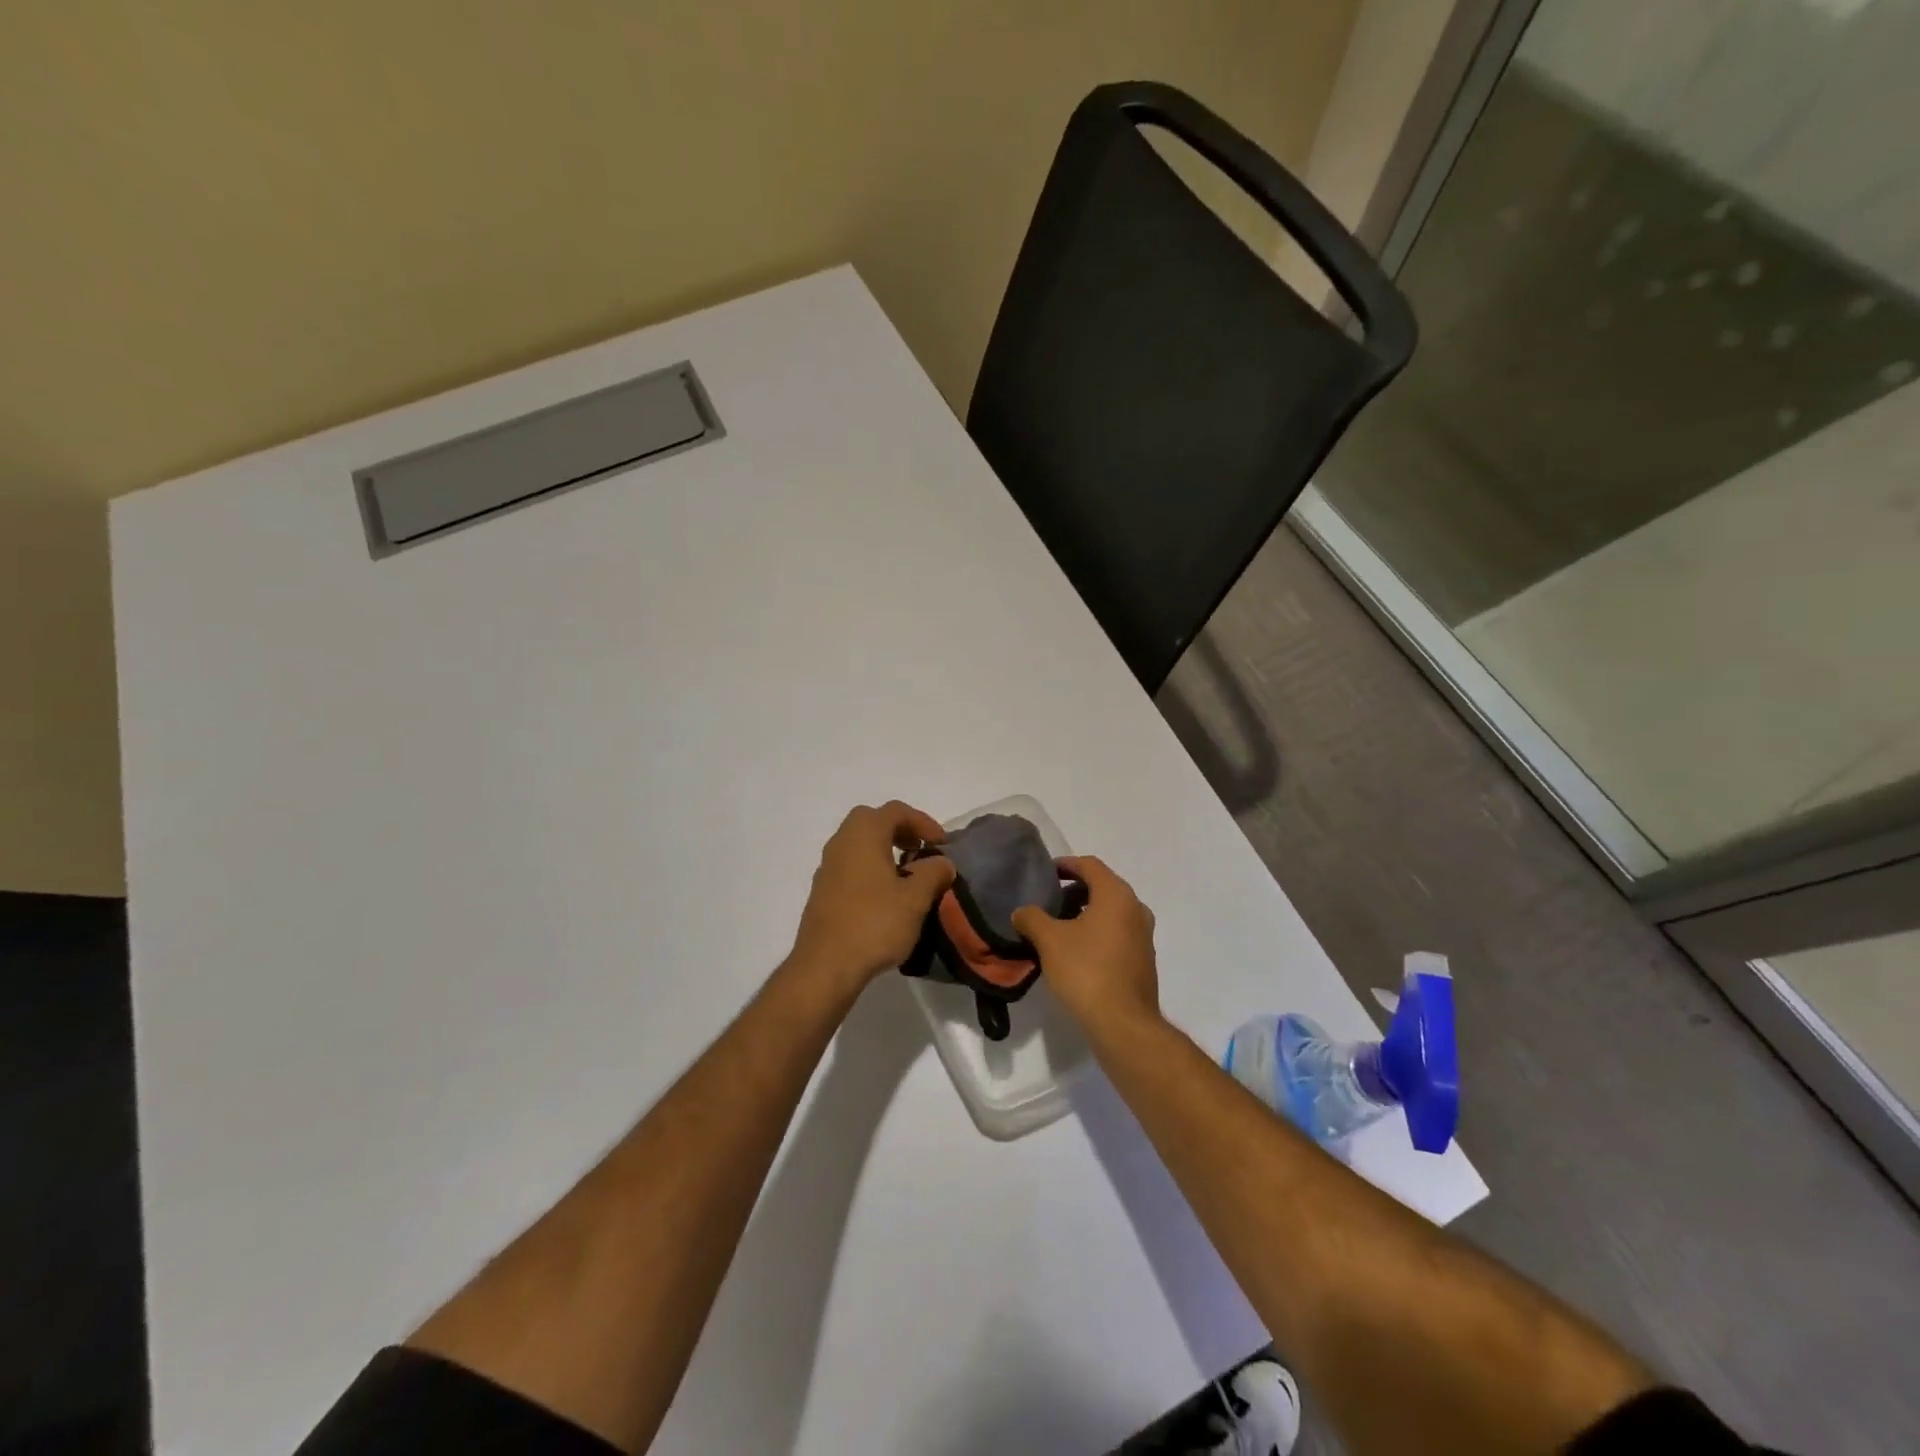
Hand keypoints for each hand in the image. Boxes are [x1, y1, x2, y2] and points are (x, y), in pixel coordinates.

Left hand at [789, 801, 955, 993]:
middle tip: (921, 851)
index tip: (942, 844)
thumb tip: (942, 862)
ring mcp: (827, 868)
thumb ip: (933, 873)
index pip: (895, 810)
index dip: (923, 822)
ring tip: (907, 876)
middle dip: (900, 831)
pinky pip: (850, 867)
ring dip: (884, 851)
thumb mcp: (915, 899)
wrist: (825, 966)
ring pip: (858, 845)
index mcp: (863, 834)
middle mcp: (841, 843)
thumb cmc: (874, 924)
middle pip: (872, 821)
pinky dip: (870, 870)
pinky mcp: (822, 892)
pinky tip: (885, 898)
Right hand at [1011, 856, 1159, 1035]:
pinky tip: (1076, 952)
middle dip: (1075, 891)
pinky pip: (1118, 934)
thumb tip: (1022, 912)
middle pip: (1103, 887)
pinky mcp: (1143, 960)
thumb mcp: (1049, 940)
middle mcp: (1136, 909)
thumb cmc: (1086, 971)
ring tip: (1059, 928)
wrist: (1123, 1023)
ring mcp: (1144, 936)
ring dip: (1086, 913)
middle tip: (1049, 902)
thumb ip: (1032, 918)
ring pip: (1111, 912)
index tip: (1047, 873)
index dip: (1066, 864)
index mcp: (1116, 895)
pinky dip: (1097, 933)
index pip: (1090, 865)